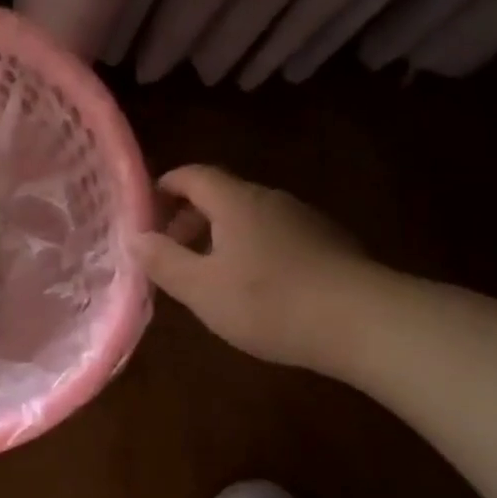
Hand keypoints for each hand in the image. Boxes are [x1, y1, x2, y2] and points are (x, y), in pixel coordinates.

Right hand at [129, 165, 374, 370]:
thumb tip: (133, 237)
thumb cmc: (268, 301)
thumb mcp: (201, 288)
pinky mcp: (328, 244)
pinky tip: (255, 287)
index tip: (146, 210)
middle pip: (222, 195)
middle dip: (190, 218)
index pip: (193, 175)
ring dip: (221, 236)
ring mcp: (304, 220)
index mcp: (236, 202)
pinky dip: (252, 249)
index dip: (165, 186)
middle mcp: (271, 200)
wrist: (363, 321)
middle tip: (171, 252)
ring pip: (250, 217)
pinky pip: (276, 235)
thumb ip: (163, 261)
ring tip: (209, 275)